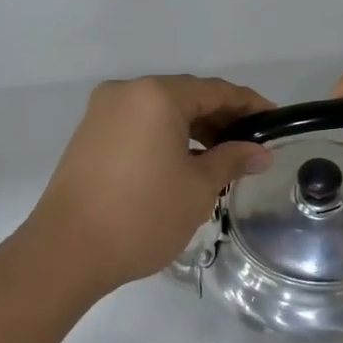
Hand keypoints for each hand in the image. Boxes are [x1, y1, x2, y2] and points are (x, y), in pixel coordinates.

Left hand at [24, 76, 274, 298]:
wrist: (67, 251)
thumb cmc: (142, 216)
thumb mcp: (198, 188)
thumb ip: (232, 160)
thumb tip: (260, 152)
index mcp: (155, 96)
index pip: (215, 91)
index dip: (249, 105)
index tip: (275, 121)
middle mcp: (126, 93)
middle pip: (186, 97)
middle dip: (221, 119)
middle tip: (251, 146)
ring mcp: (102, 113)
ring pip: (160, 112)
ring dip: (193, 130)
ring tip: (222, 159)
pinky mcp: (89, 136)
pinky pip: (139, 126)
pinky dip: (166, 138)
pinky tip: (185, 163)